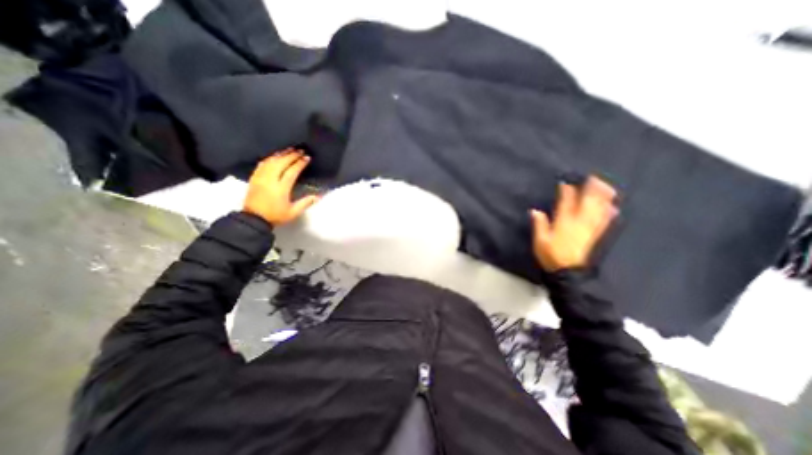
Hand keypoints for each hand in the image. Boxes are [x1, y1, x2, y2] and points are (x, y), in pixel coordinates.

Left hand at [242, 147, 317, 225]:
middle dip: (291, 155)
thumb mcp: (293, 212)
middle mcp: (270, 180)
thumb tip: (318, 196)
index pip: (291, 171)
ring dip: (281, 154)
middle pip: (281, 163)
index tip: (307, 158)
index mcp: (281, 188)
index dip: (300, 163)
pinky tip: (274, 156)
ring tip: (289, 150)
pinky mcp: (254, 178)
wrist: (254, 219)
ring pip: (271, 161)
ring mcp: (260, 178)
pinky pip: (262, 164)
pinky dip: (269, 158)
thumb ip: (305, 203)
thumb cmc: (275, 216)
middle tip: (300, 150)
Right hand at [531, 177, 618, 269]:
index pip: (565, 204)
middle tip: (593, 178)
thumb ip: (539, 225)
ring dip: (603, 198)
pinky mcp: (595, 236)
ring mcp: (589, 230)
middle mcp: (578, 223)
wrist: (568, 272)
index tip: (565, 183)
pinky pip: (604, 223)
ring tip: (606, 187)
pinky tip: (614, 208)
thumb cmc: (551, 255)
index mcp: (563, 223)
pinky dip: (609, 214)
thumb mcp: (540, 241)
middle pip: (586, 204)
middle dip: (590, 190)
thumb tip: (535, 211)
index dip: (566, 193)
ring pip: (598, 211)